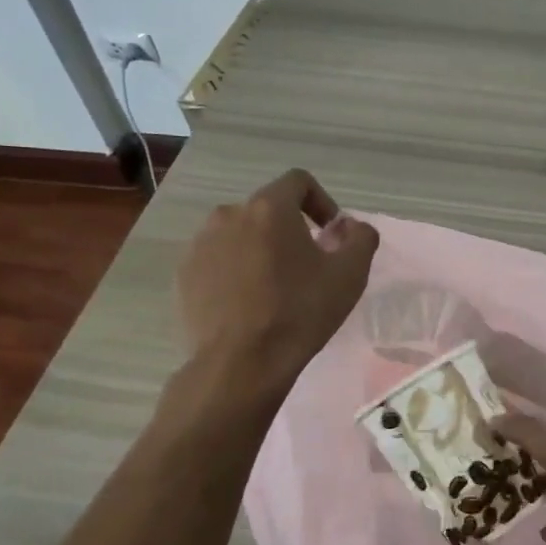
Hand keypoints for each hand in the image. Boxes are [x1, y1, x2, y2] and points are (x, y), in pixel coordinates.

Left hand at [175, 169, 378, 391]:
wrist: (241, 363)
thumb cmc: (300, 312)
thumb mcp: (350, 275)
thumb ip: (361, 238)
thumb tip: (351, 227)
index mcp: (269, 208)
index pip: (298, 182)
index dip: (321, 201)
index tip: (331, 234)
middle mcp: (229, 215)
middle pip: (267, 210)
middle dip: (290, 229)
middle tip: (306, 265)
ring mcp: (200, 244)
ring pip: (239, 234)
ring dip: (260, 249)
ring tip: (275, 286)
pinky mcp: (184, 274)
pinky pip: (217, 260)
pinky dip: (235, 271)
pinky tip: (248, 303)